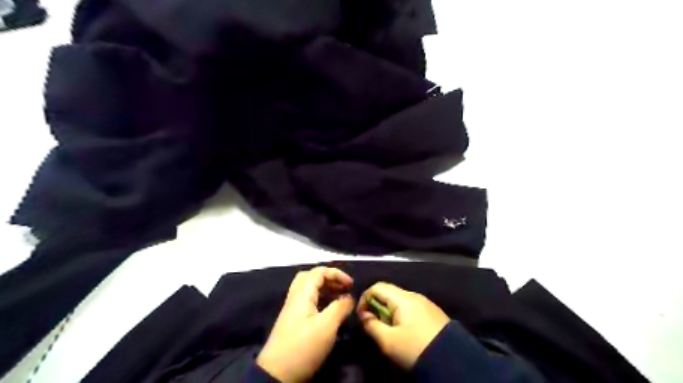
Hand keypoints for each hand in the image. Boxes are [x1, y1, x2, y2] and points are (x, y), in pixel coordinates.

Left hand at [255, 268, 351, 380]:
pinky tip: (330, 311)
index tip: (351, 284)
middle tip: (343, 287)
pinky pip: (309, 302)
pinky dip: (321, 300)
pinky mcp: (293, 321)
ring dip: (326, 289)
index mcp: (302, 294)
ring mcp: (293, 310)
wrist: (276, 374)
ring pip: (309, 290)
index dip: (336, 274)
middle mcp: (295, 297)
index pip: (319, 272)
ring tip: (341, 298)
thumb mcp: (326, 326)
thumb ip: (340, 307)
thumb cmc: (303, 347)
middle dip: (329, 278)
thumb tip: (349, 297)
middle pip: (311, 277)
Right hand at [355, 282, 451, 368]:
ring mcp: (426, 303)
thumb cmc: (415, 348)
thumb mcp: (388, 341)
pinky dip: (402, 316)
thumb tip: (363, 315)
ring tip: (388, 331)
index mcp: (402, 298)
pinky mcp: (433, 313)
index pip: (377, 287)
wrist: (453, 361)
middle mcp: (414, 295)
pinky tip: (405, 332)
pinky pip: (411, 308)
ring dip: (389, 312)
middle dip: (377, 307)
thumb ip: (371, 325)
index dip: (365, 299)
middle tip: (374, 326)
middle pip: (389, 293)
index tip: (362, 317)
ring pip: (400, 301)